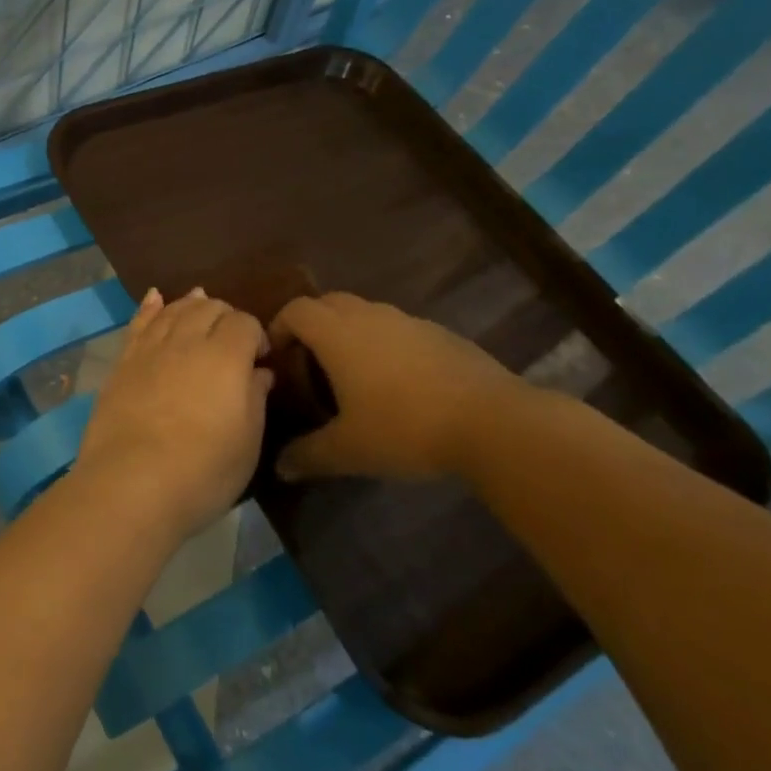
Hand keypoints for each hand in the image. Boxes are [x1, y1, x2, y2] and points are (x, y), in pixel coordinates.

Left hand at [72, 287, 273, 540]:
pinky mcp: (122, 363)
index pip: (244, 322)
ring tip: (200, 304)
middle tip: (232, 340)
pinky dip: (149, 307)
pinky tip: (154, 297)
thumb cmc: (202, 471)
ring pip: (173, 310)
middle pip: (208, 308)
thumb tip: (259, 372)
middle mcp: (187, 340)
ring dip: (190, 305)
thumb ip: (255, 399)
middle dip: (225, 316)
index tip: (260, 358)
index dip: (256, 334)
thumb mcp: (247, 442)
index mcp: (225, 356)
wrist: (130, 484)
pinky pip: (139, 323)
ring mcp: (150, 349)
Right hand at [269, 293, 525, 481]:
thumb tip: (279, 468)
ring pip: (365, 312)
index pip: (295, 310)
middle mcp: (370, 316)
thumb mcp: (348, 450)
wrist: (494, 422)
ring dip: (348, 332)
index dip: (278, 328)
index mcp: (338, 334)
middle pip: (328, 302)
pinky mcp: (441, 335)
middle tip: (307, 363)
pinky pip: (398, 328)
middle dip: (311, 325)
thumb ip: (308, 456)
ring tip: (350, 374)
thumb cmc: (405, 428)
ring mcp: (409, 322)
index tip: (275, 358)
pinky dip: (384, 343)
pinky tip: (396, 383)